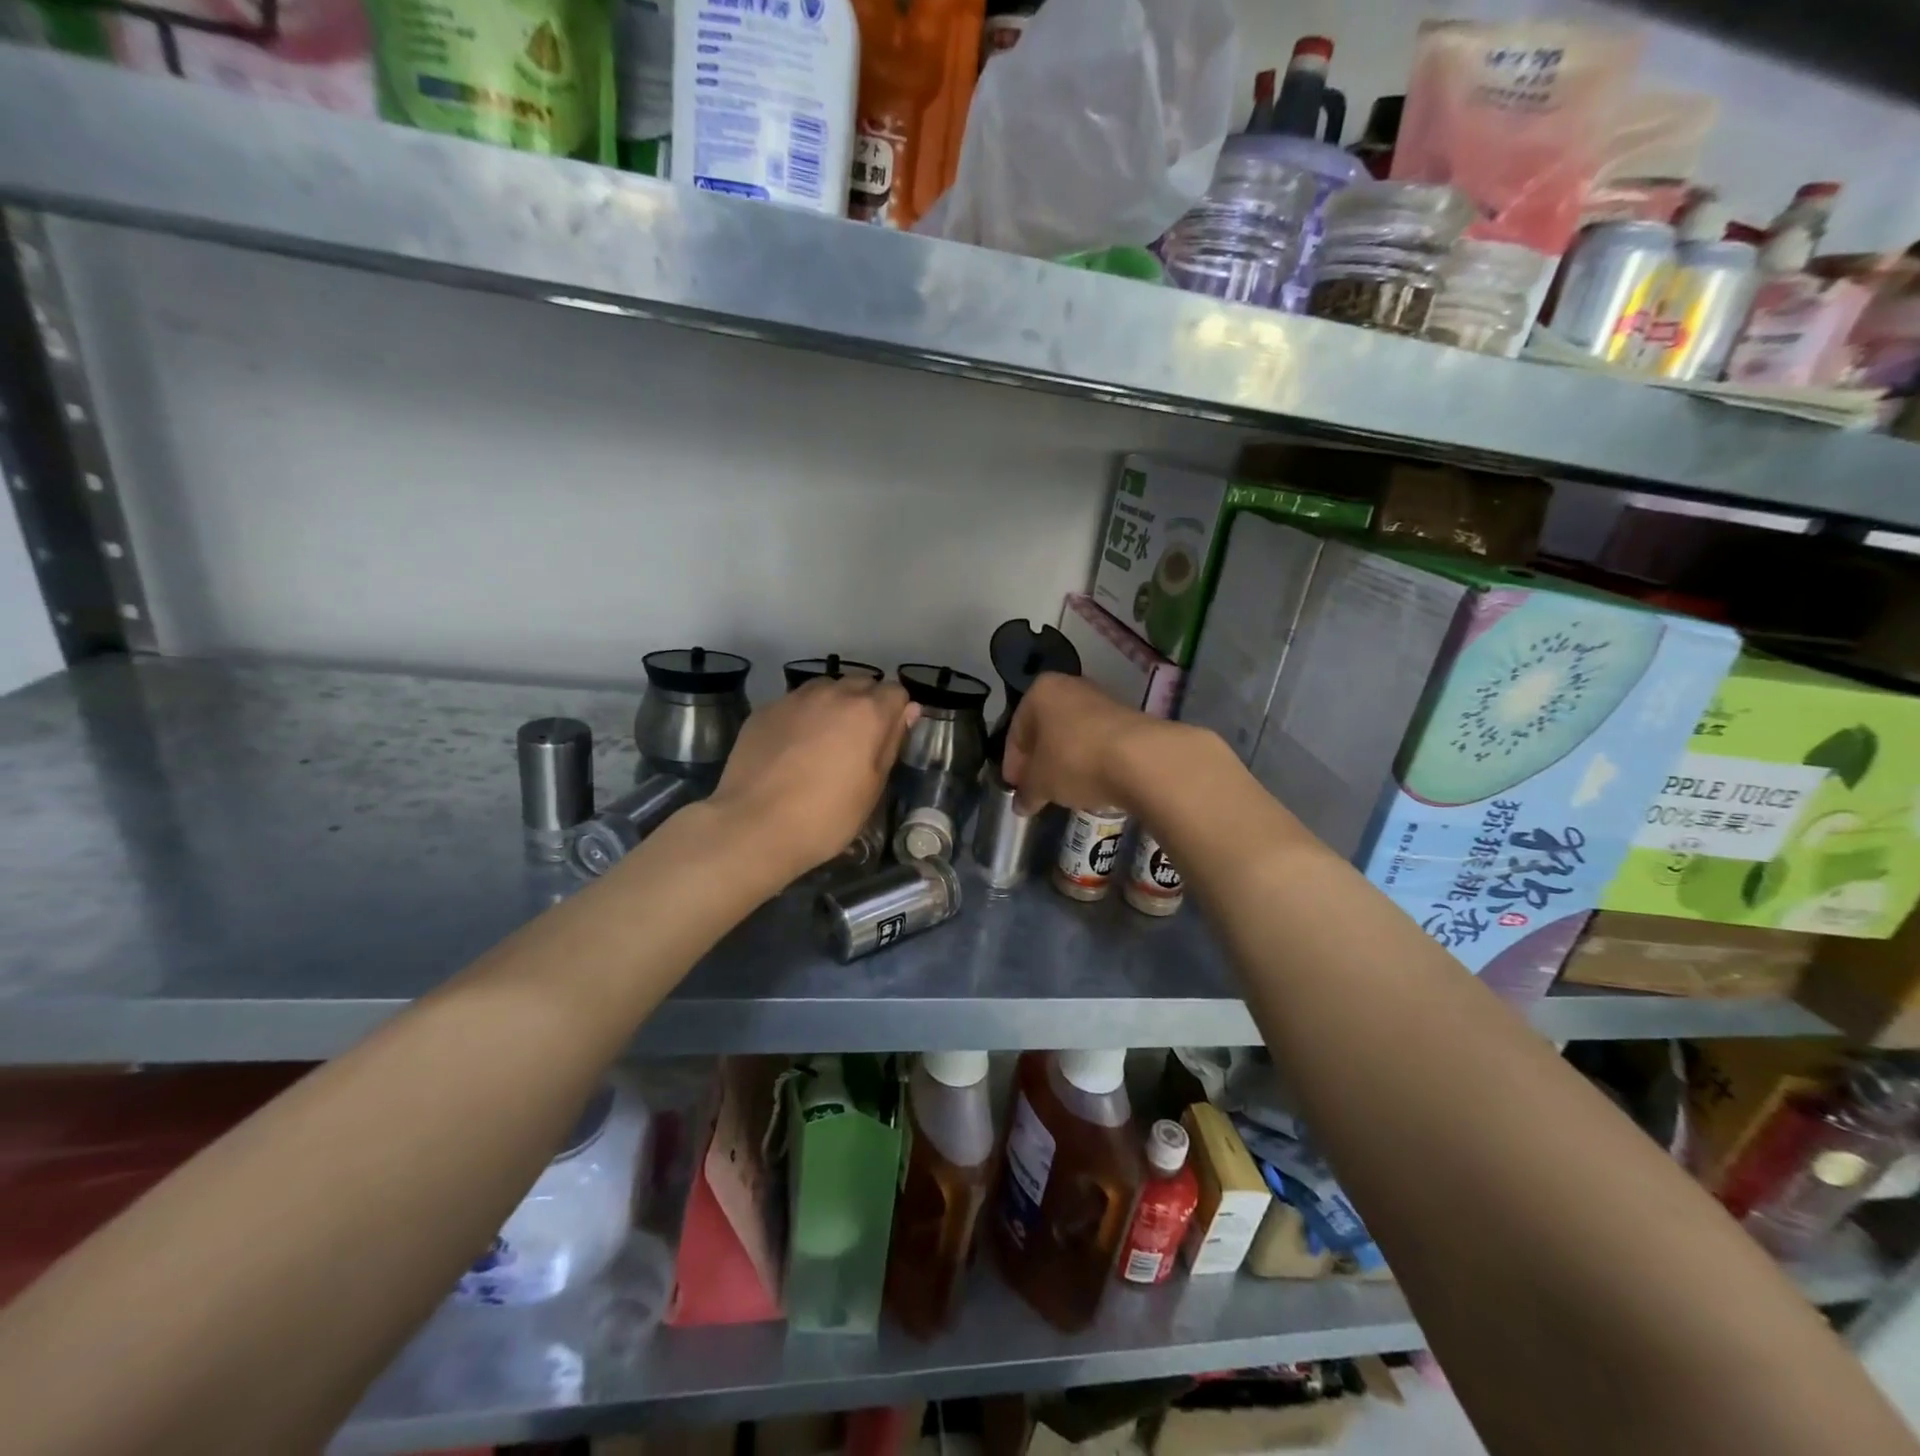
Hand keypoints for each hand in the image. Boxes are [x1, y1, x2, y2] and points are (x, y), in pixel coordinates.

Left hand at [707, 678, 916, 882]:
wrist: (754, 825)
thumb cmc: (826, 816)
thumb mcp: (872, 787)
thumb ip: (891, 742)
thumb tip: (907, 710)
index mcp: (867, 712)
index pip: (896, 692)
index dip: (896, 713)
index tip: (888, 738)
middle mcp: (832, 694)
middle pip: (860, 683)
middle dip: (865, 704)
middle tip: (857, 741)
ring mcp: (794, 699)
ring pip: (825, 688)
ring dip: (833, 705)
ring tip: (824, 740)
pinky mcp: (765, 710)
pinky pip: (794, 704)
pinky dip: (801, 717)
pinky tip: (791, 748)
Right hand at [1002, 673, 1173, 814]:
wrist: (1142, 759)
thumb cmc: (1075, 761)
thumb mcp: (1041, 783)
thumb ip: (1027, 793)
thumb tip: (1020, 805)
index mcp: (1040, 692)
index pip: (1016, 731)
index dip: (1013, 763)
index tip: (1015, 788)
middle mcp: (1070, 687)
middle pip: (1046, 729)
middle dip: (1040, 760)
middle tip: (1037, 789)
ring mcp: (1103, 700)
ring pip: (1073, 734)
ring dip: (1066, 760)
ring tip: (1064, 789)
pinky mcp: (1129, 718)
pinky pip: (1098, 742)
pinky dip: (1090, 760)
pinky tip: (1091, 782)